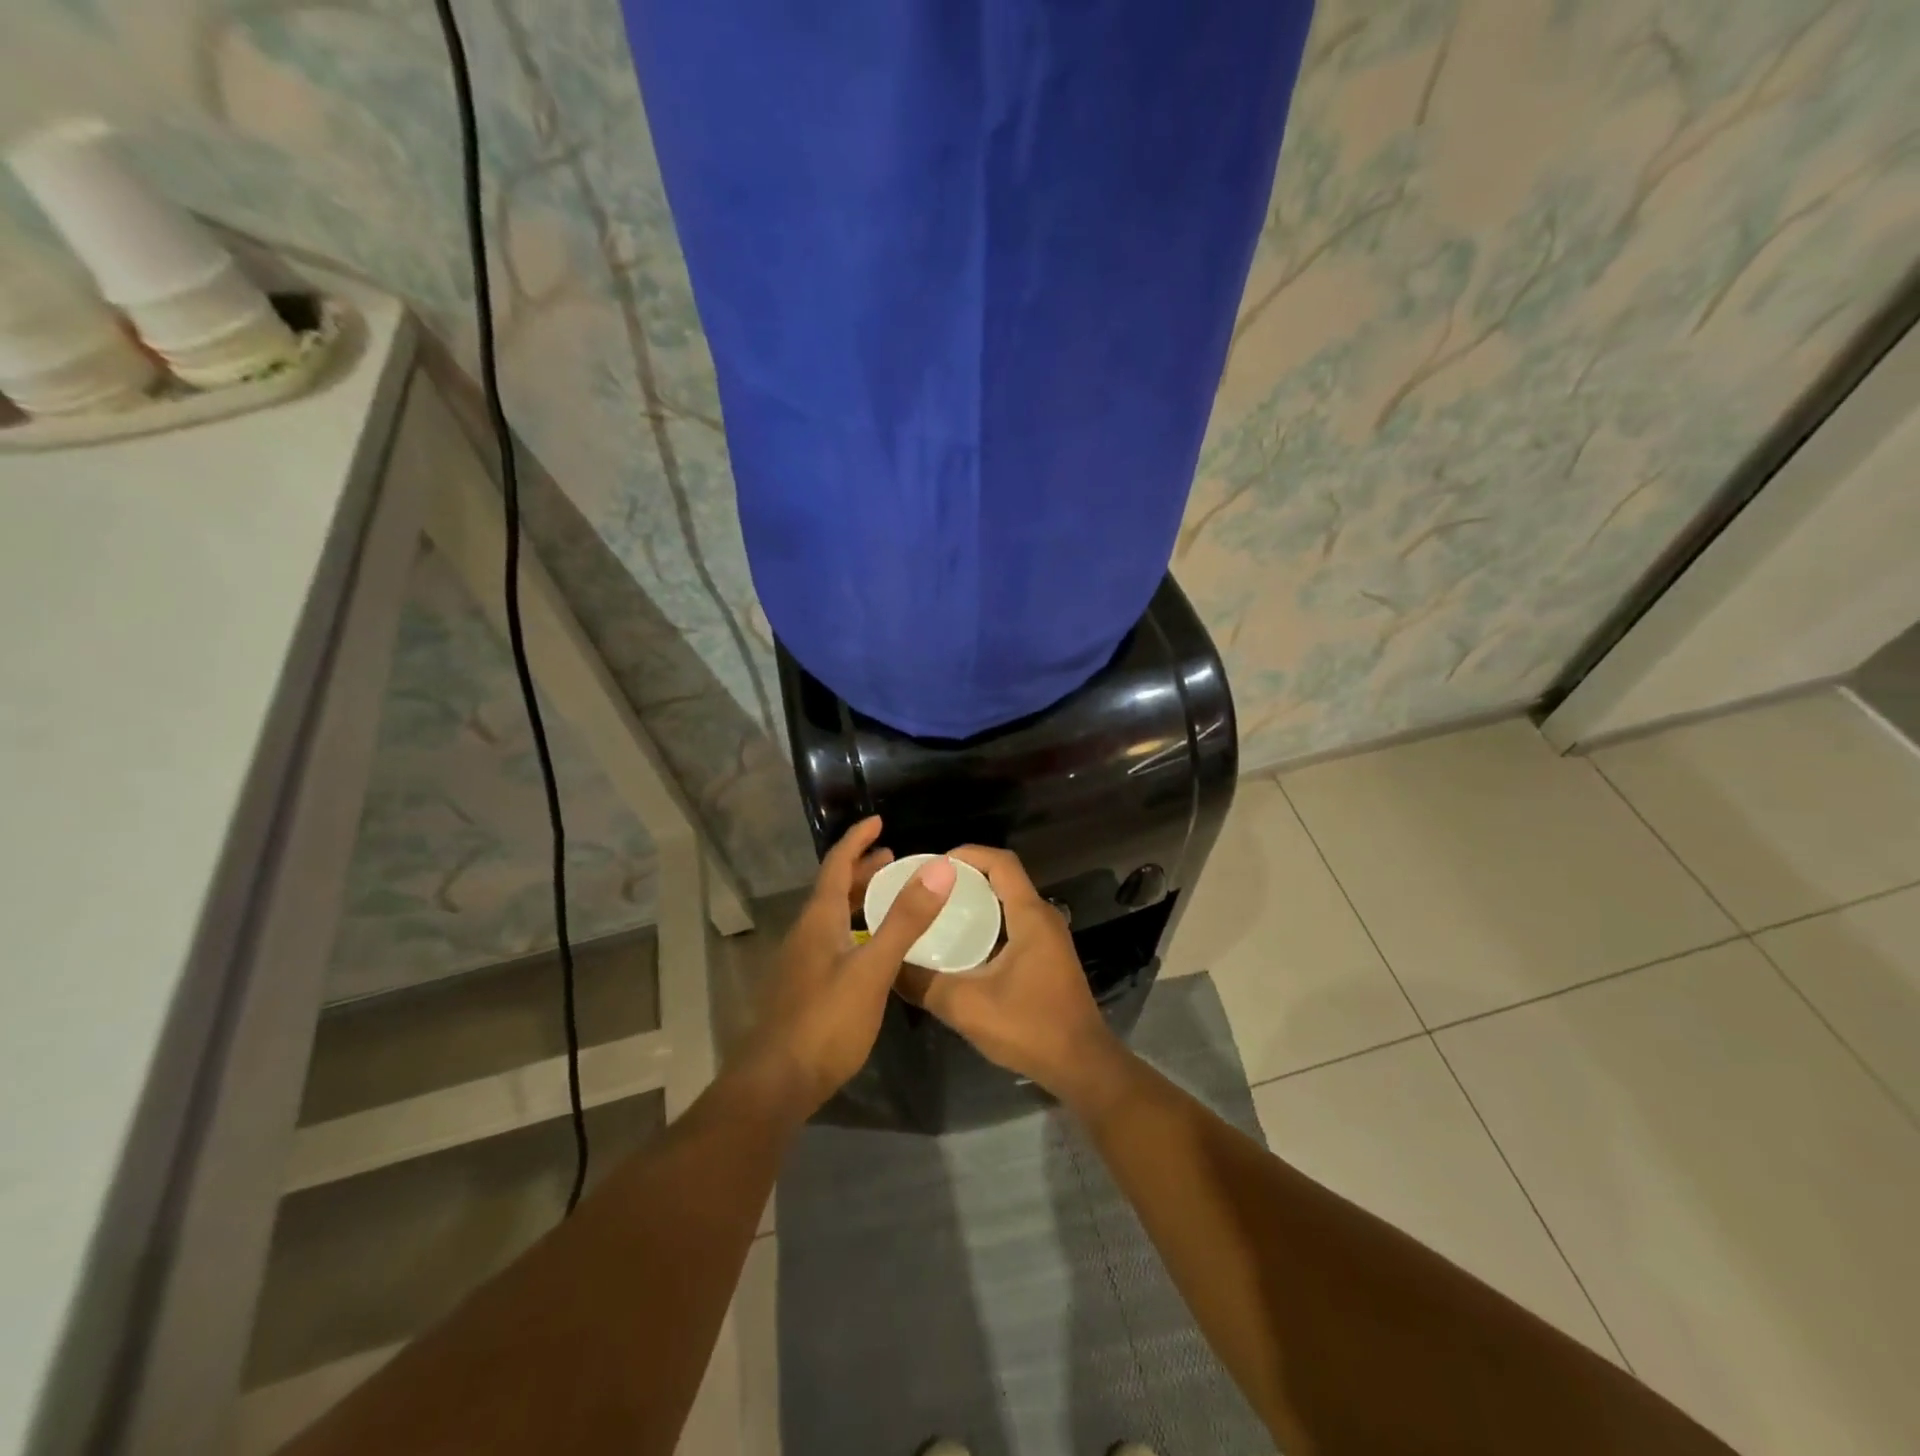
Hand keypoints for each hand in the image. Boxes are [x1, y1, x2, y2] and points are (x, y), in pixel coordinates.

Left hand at [742, 816, 955, 1113]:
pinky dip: (856, 929)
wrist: (774, 1084)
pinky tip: (873, 951)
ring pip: (833, 917)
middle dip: (862, 869)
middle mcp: (806, 933)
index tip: (879, 820)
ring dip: (859, 900)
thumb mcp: (872, 968)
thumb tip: (939, 869)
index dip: (857, 839)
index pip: (837, 864)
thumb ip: (905, 920)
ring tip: (889, 898)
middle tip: (894, 858)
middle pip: (834, 889)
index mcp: (818, 919)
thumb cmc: (825, 1021)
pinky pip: (833, 941)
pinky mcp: (804, 990)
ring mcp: (801, 963)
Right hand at [895, 845, 1123, 1100]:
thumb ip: (924, 984)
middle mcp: (1043, 917)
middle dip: (965, 877)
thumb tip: (889, 965)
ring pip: (1008, 903)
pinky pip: (1013, 924)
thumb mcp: (967, 1007)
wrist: (1082, 1066)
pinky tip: (961, 945)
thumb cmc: (1030, 1028)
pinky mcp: (1047, 957)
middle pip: (1003, 878)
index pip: (1001, 862)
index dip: (968, 853)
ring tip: (937, 912)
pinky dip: (987, 923)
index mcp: (1030, 916)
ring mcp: (1049, 938)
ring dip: (976, 901)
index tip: (933, 864)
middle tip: (927, 889)